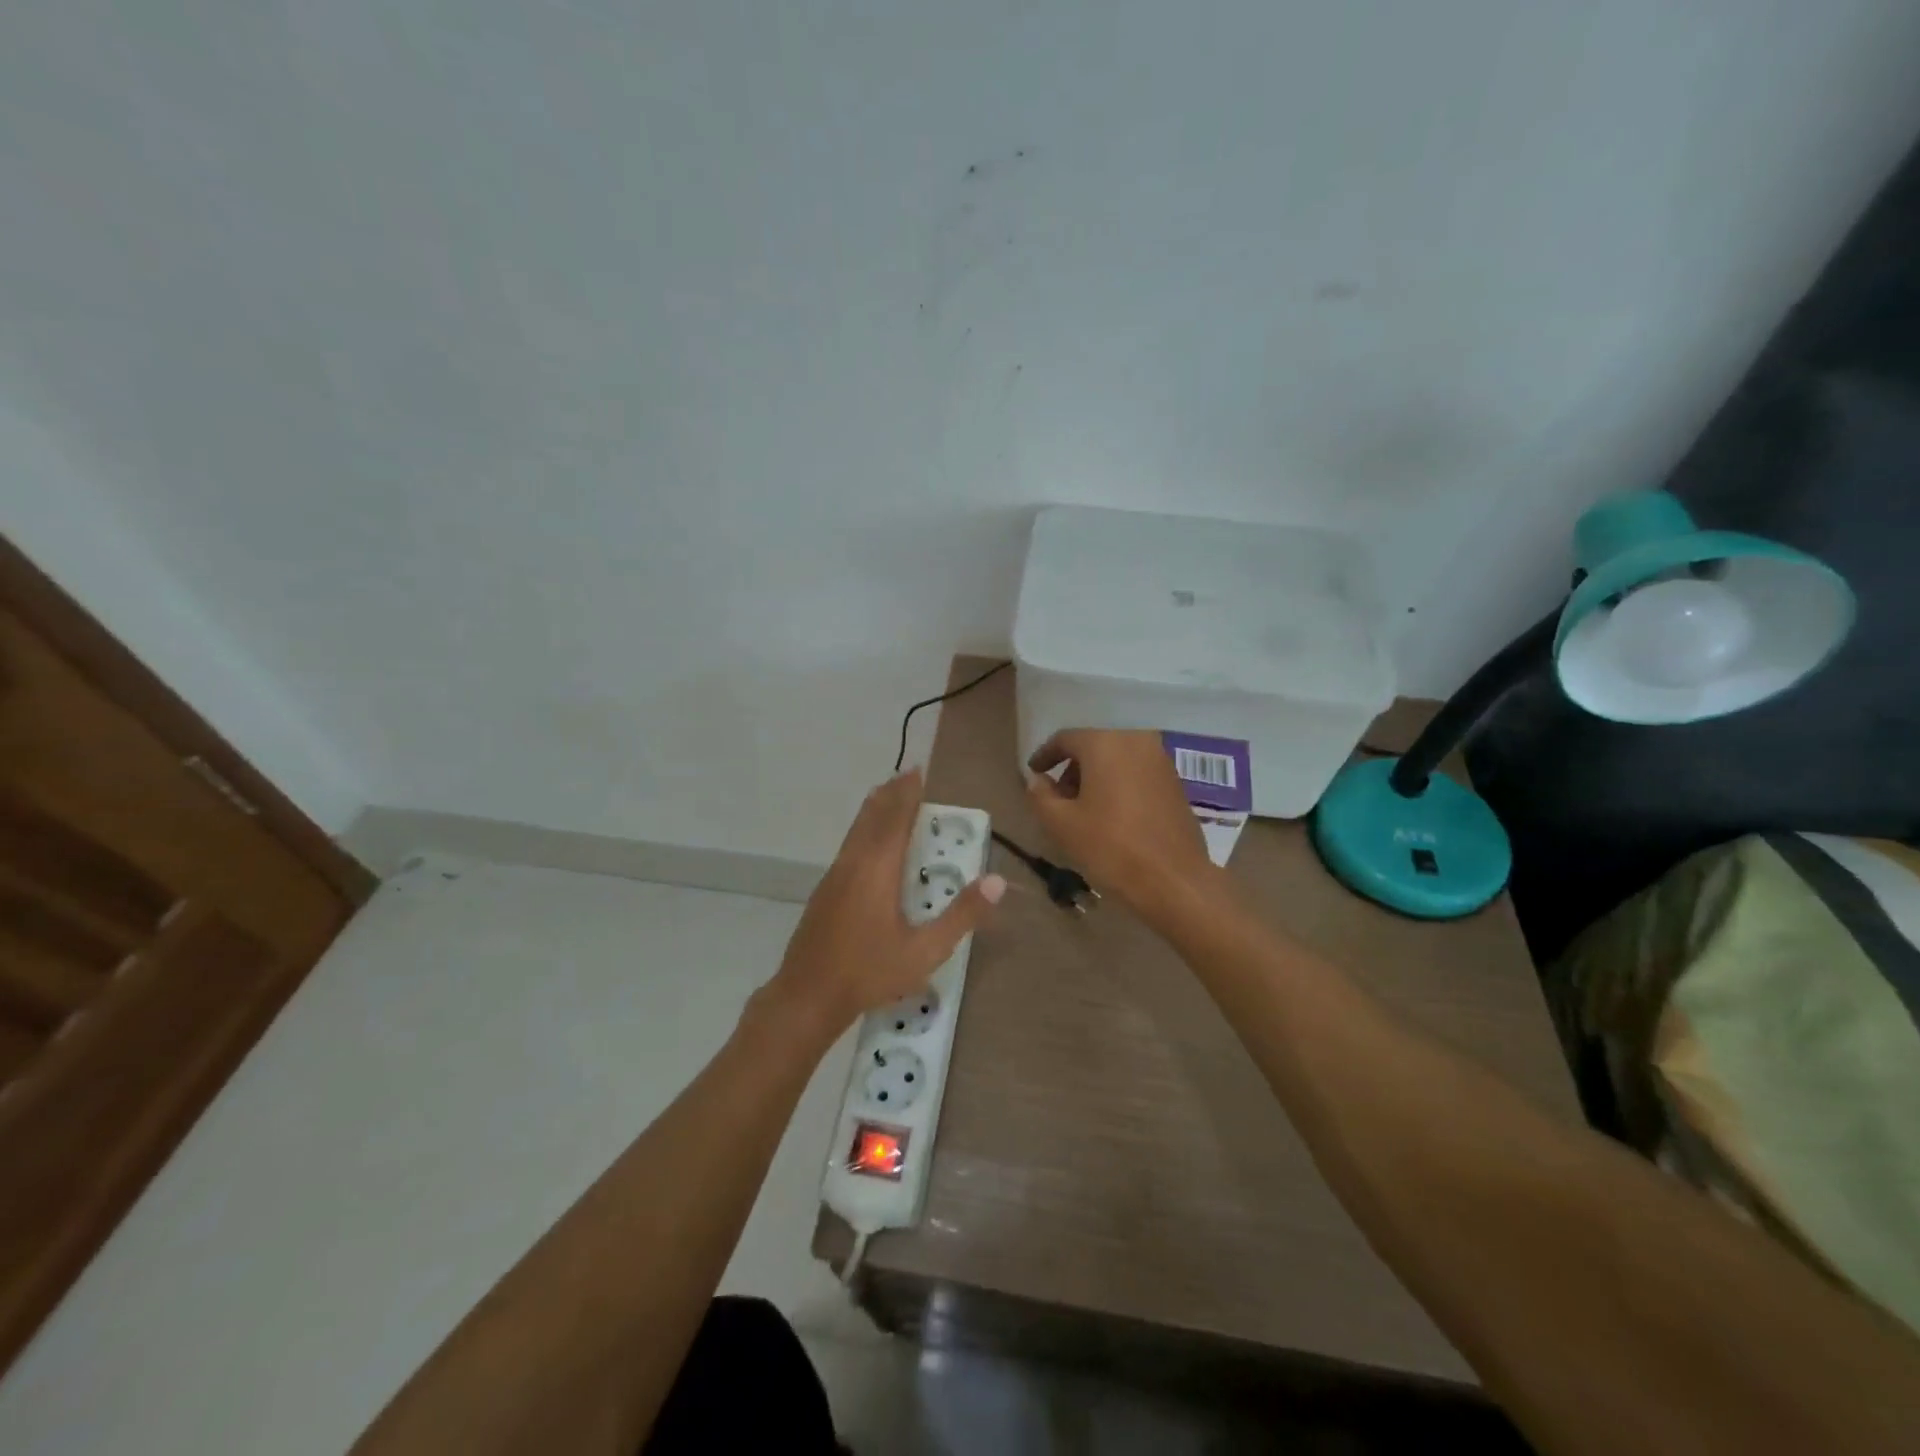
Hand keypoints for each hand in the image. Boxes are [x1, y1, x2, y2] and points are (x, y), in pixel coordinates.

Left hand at [766, 769, 1004, 1037]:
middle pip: (872, 817)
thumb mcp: (924, 951)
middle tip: (907, 774)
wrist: (806, 996)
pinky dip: (862, 829)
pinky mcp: (824, 891)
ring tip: (886, 795)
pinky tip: (866, 843)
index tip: (918, 771)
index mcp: (878, 870)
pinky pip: (848, 845)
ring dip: (874, 809)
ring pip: (856, 830)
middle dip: (891, 794)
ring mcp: (834, 876)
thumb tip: (997, 881)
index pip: (896, 820)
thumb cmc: (869, 972)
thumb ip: (961, 915)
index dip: (908, 794)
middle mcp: (854, 863)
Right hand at [1026, 730, 1222, 923]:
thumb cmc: (1111, 847)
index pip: (1065, 739)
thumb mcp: (1061, 824)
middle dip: (1072, 769)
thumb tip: (1037, 780)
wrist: (1174, 880)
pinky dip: (1119, 785)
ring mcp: (1161, 761)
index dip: (1045, 756)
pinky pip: (1137, 773)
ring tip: (1084, 810)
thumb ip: (1041, 795)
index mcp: (1105, 743)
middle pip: (1093, 747)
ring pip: (1117, 760)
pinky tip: (1112, 815)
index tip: (1034, 773)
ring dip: (1096, 778)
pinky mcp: (1175, 782)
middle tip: (1058, 798)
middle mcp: (1136, 741)